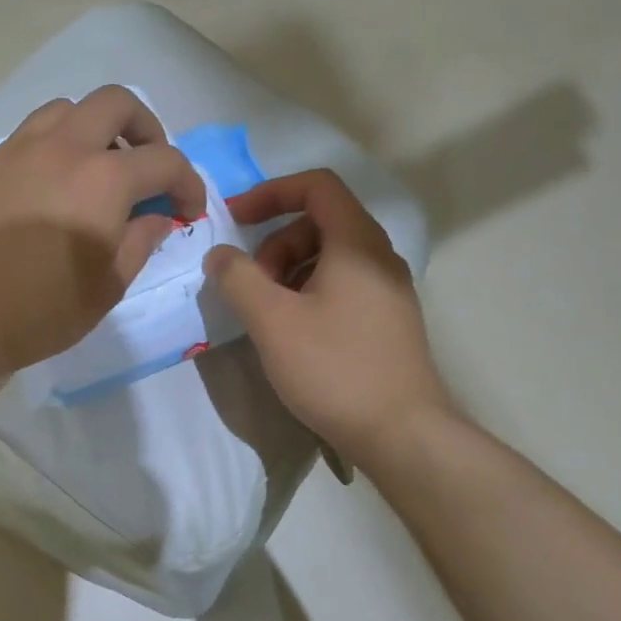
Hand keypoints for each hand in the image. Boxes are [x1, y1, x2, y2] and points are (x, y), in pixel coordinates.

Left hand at [0, 86, 205, 376]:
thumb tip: (155, 217)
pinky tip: (47, 188)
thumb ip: (140, 242)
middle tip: (145, 166)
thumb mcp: (109, 286)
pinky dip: (51, 148)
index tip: (187, 209)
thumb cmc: (42, 311)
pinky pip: (26, 136)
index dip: (187, 183)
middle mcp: (63, 148)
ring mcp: (17, 151)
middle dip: (144, 129)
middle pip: (115, 103)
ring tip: (94, 168)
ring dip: (92, 130)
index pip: (165, 160)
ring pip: (65, 110)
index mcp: (104, 179)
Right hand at [205, 170, 451, 462]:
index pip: (317, 186)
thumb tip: (219, 254)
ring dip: (288, 271)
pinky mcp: (387, 322)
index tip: (235, 218)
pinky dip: (308, 293)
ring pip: (329, 258)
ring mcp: (388, 291)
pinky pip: (342, 287)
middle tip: (251, 285)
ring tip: (268, 313)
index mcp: (357, 244)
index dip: (271, 192)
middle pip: (320, 222)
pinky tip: (293, 333)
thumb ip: (238, 278)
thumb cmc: (335, 368)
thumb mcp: (273, 321)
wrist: (402, 434)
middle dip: (275, 243)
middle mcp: (379, 258)